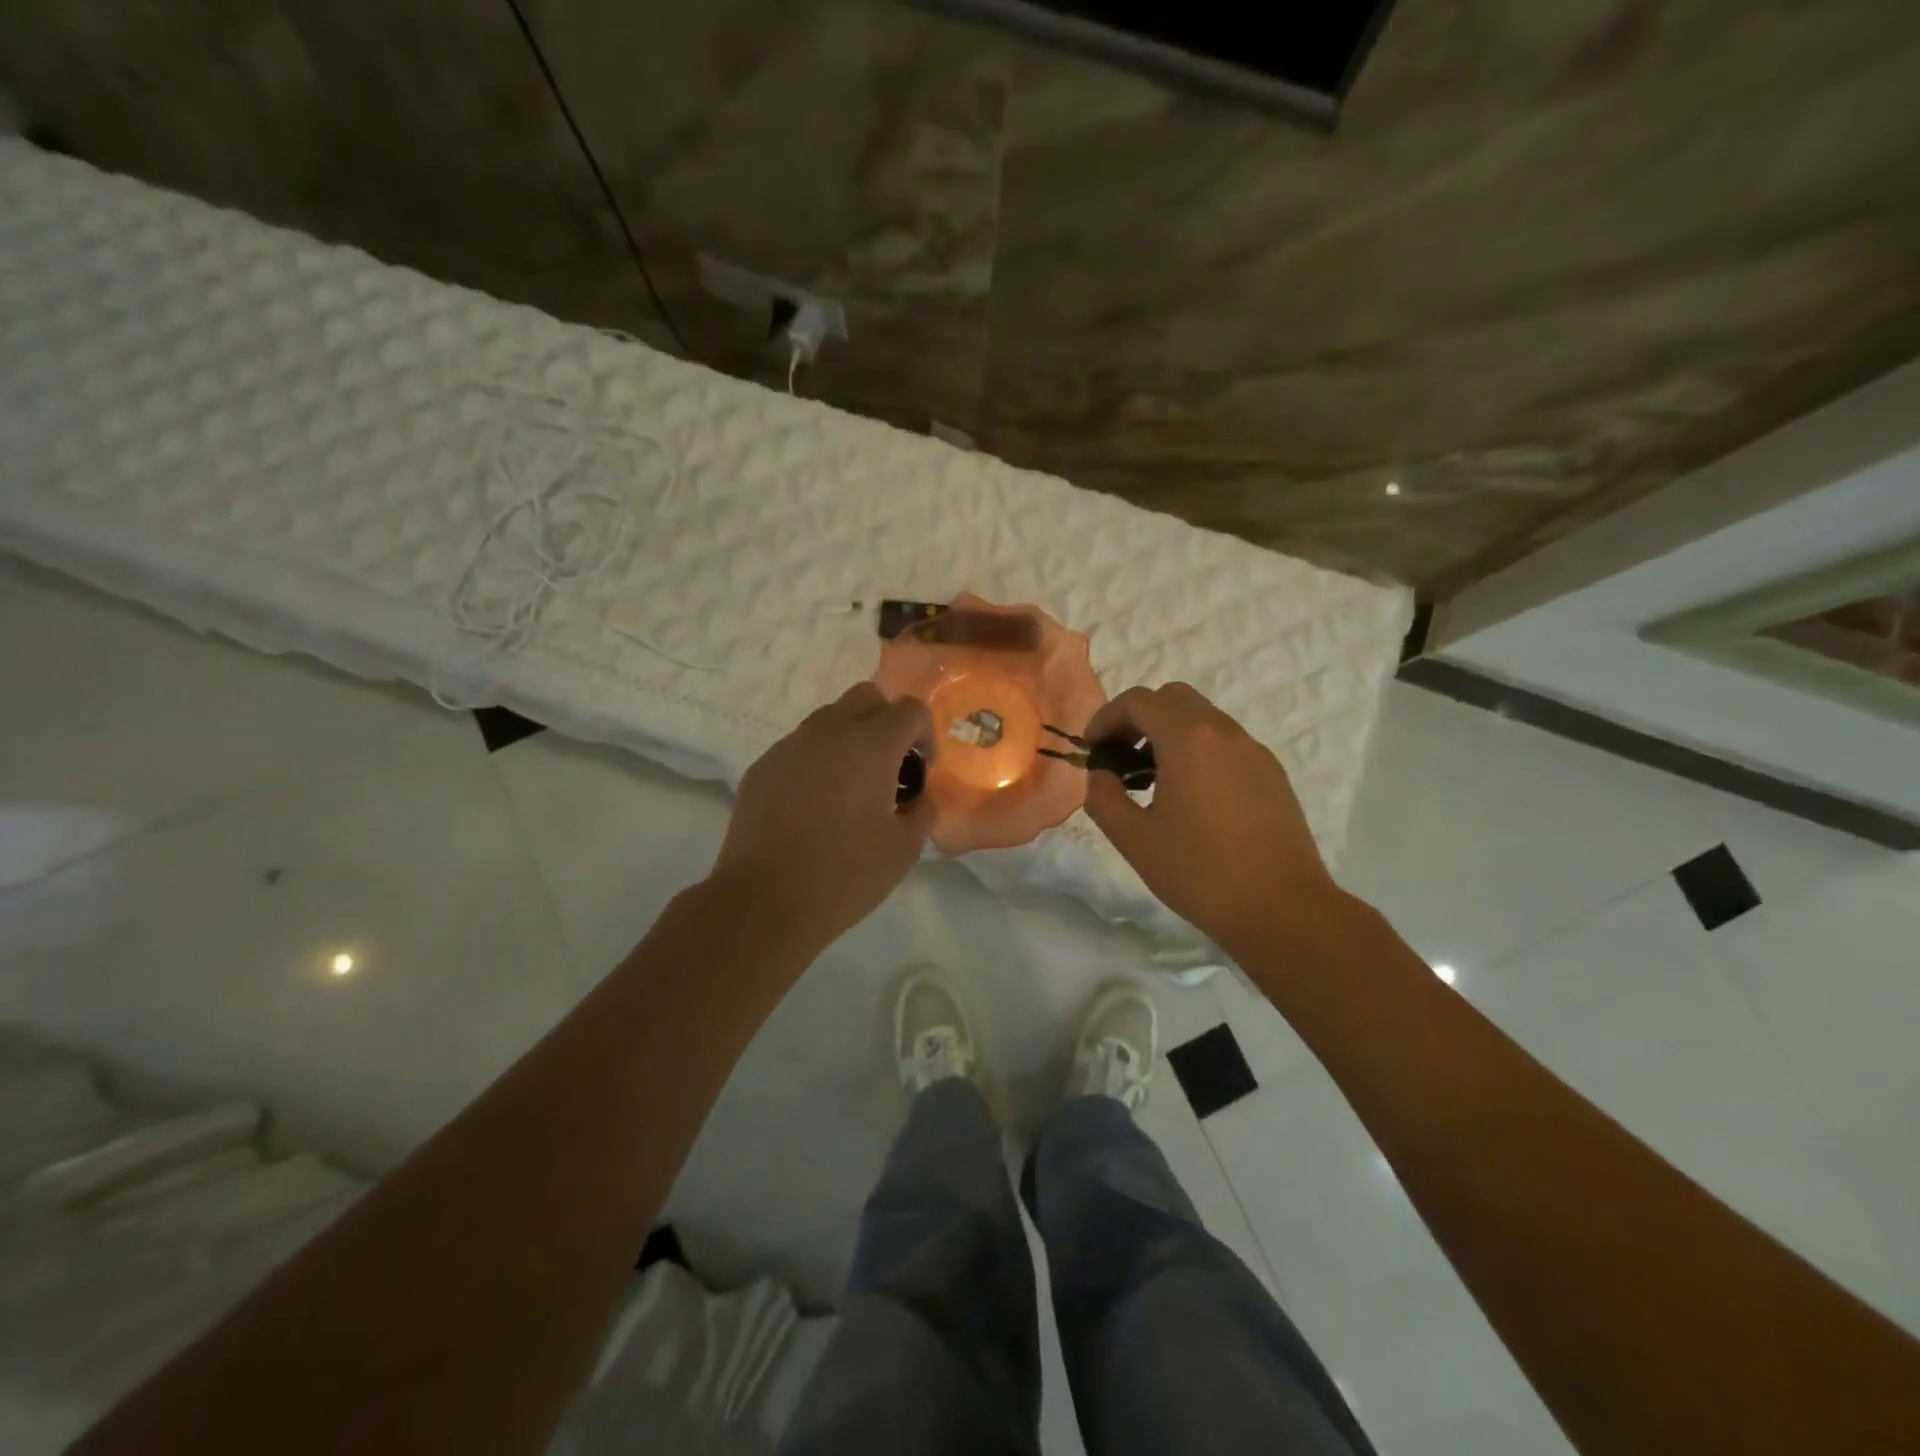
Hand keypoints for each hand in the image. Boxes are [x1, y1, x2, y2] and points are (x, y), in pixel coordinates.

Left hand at [709, 682, 933, 948]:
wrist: (765, 901)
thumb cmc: (845, 875)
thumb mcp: (905, 849)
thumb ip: (923, 810)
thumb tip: (919, 795)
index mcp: (871, 744)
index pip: (910, 709)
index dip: (925, 735)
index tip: (921, 770)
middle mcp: (829, 731)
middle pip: (866, 696)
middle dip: (886, 722)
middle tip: (889, 767)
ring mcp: (790, 745)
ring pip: (829, 718)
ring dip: (850, 738)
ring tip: (850, 787)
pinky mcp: (762, 766)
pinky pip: (800, 746)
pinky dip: (817, 760)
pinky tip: (813, 805)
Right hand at [1082, 683, 1337, 953]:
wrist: (1282, 909)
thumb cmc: (1200, 872)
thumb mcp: (1134, 839)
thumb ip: (1104, 797)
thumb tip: (1101, 775)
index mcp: (1188, 740)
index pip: (1138, 701)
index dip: (1106, 718)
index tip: (1092, 749)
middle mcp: (1224, 732)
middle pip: (1173, 698)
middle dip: (1138, 718)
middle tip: (1120, 756)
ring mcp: (1254, 751)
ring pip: (1202, 718)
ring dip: (1168, 733)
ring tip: (1151, 780)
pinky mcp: (1272, 773)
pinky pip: (1225, 743)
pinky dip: (1197, 750)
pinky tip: (1190, 797)